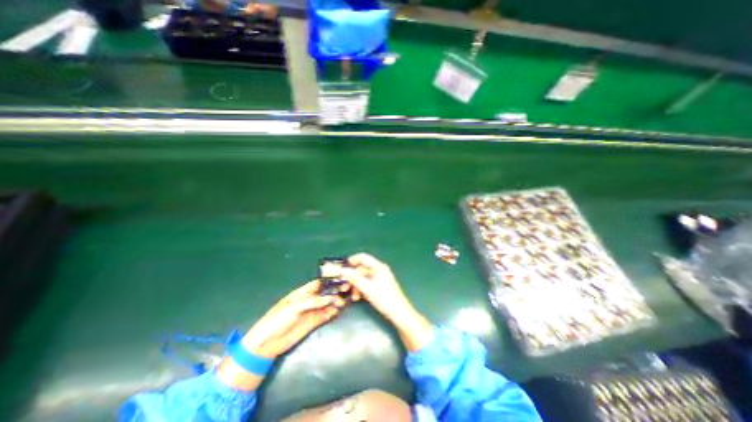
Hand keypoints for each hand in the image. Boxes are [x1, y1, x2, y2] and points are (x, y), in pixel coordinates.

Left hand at [243, 281, 343, 357]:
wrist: (267, 344)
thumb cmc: (277, 319)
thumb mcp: (294, 307)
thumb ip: (312, 302)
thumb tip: (330, 298)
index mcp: (302, 292)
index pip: (318, 284)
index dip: (329, 282)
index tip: (341, 280)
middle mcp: (308, 300)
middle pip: (324, 293)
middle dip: (334, 292)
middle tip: (346, 291)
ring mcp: (311, 311)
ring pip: (326, 304)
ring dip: (335, 302)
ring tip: (344, 302)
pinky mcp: (313, 322)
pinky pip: (325, 315)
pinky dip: (332, 312)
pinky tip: (337, 311)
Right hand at [343, 254, 431, 352]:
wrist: (399, 313)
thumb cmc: (384, 299)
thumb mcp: (367, 288)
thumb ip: (354, 278)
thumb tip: (342, 270)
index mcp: (378, 267)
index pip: (363, 257)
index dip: (352, 261)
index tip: (342, 269)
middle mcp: (379, 269)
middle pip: (362, 268)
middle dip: (352, 277)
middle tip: (344, 286)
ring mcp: (380, 277)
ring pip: (363, 277)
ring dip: (356, 284)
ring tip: (353, 296)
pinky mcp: (380, 285)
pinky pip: (367, 283)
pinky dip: (361, 288)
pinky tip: (358, 297)